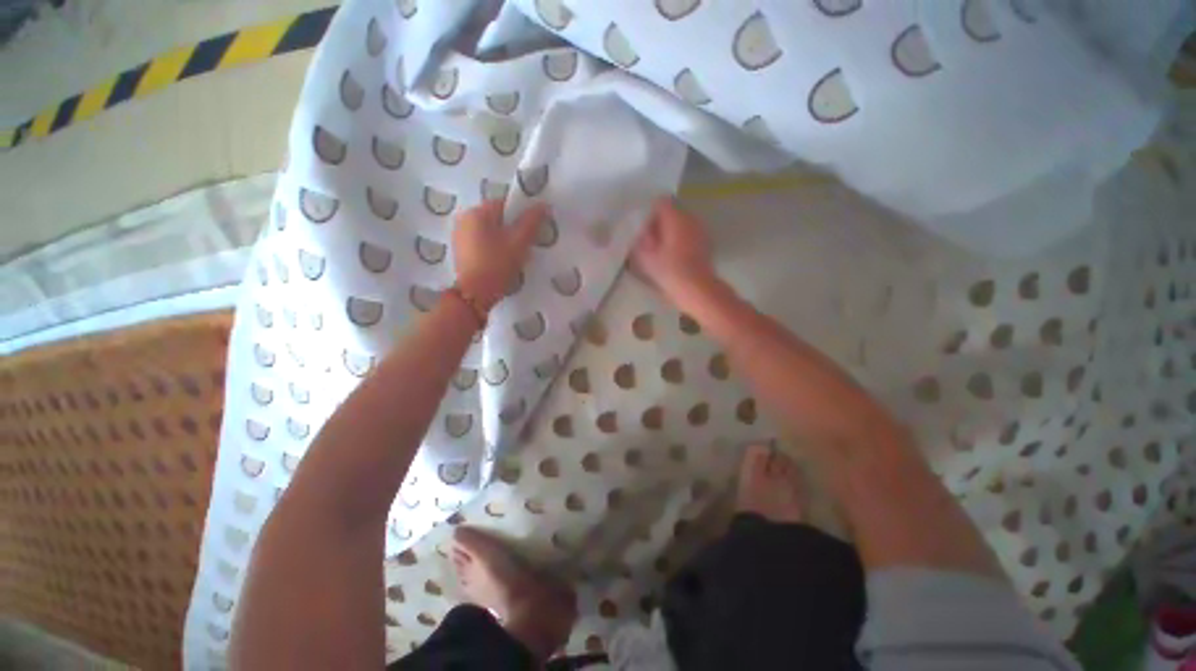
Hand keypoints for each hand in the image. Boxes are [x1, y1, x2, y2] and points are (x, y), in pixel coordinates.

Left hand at [453, 200, 546, 311]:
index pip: (505, 205)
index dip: (521, 217)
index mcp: (477, 212)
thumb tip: (544, 204)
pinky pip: (480, 242)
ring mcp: (459, 235)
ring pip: (488, 231)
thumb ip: (532, 221)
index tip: (530, 233)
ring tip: (513, 256)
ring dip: (502, 239)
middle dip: (511, 229)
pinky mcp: (459, 250)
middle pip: (496, 218)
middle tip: (523, 247)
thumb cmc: (498, 264)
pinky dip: (491, 248)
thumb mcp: (519, 242)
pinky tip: (499, 262)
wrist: (475, 293)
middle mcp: (464, 218)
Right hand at [631, 198, 716, 306]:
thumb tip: (642, 231)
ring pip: (682, 223)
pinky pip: (690, 234)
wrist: (696, 288)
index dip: (650, 213)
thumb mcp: (646, 256)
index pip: (661, 202)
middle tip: (650, 240)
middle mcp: (691, 218)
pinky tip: (675, 256)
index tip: (644, 227)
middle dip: (661, 222)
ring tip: (662, 249)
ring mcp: (701, 229)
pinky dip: (682, 240)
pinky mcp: (706, 242)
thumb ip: (641, 239)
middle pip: (673, 211)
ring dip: (672, 231)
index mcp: (676, 217)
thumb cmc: (669, 271)